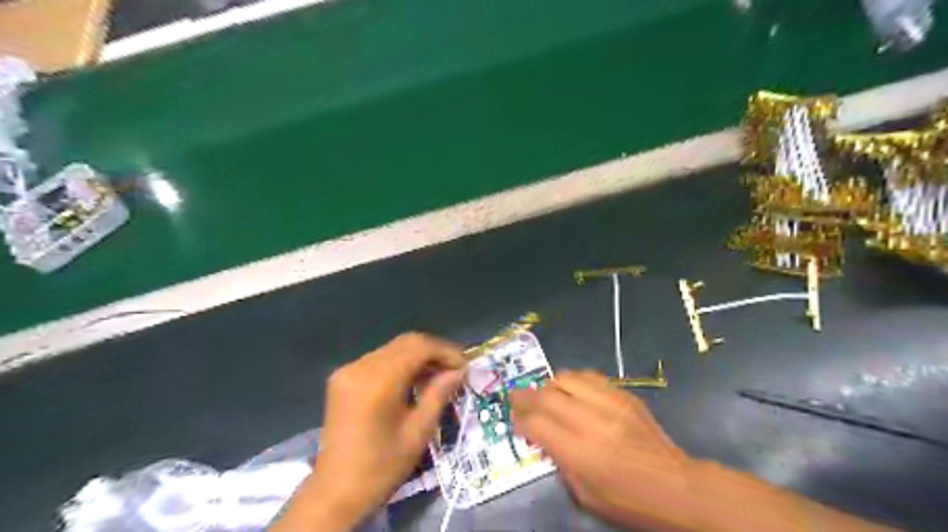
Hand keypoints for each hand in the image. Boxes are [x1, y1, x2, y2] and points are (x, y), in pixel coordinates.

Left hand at [275, 329, 464, 530]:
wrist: (335, 492)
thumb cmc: (382, 467)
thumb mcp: (418, 432)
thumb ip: (439, 393)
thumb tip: (460, 370)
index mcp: (378, 382)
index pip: (418, 347)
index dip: (445, 351)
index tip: (465, 364)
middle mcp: (360, 367)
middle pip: (405, 342)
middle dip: (434, 351)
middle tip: (455, 369)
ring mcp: (348, 370)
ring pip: (393, 349)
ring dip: (418, 357)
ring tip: (439, 375)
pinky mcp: (343, 377)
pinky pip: (379, 359)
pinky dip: (401, 364)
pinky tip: (414, 380)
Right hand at [517, 370, 694, 531]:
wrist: (677, 487)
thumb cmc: (628, 501)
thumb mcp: (585, 495)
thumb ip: (560, 461)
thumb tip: (543, 437)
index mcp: (581, 452)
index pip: (537, 423)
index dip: (520, 419)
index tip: (514, 419)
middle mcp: (592, 420)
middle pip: (547, 395)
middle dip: (525, 396)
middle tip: (515, 397)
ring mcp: (610, 402)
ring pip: (567, 378)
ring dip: (549, 385)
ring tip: (545, 394)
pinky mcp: (624, 394)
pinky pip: (590, 377)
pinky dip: (574, 381)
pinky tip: (572, 390)